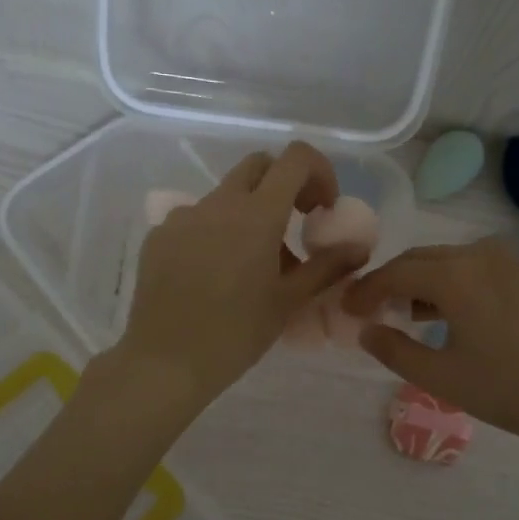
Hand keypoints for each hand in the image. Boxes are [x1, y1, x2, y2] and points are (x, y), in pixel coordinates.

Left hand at [115, 142, 366, 405]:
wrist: (165, 362)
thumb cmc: (236, 333)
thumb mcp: (289, 301)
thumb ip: (327, 267)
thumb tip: (358, 248)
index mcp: (256, 214)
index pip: (295, 158)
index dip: (319, 172)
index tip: (323, 209)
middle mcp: (218, 203)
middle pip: (259, 166)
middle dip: (284, 184)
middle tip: (295, 224)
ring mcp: (183, 216)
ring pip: (226, 195)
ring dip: (250, 212)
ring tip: (254, 263)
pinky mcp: (159, 235)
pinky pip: (197, 219)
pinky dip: (217, 232)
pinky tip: (215, 275)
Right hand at [342, 237, 518, 452]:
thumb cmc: (511, 389)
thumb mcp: (443, 378)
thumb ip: (396, 352)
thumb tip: (366, 331)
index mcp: (454, 274)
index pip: (394, 273)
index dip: (365, 291)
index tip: (345, 310)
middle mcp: (479, 254)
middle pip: (419, 260)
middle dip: (390, 283)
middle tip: (367, 311)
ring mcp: (507, 260)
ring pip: (446, 261)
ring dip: (419, 283)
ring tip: (401, 316)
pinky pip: (471, 268)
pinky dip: (448, 284)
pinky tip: (442, 314)